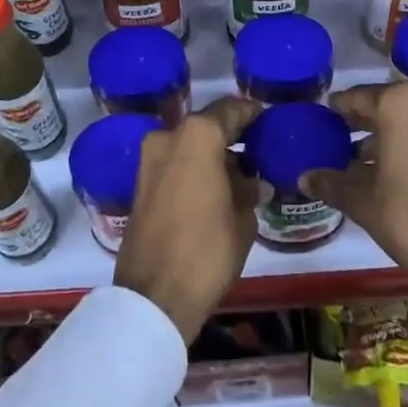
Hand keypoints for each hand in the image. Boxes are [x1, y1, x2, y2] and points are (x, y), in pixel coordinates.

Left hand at [114, 97, 262, 341]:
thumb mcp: (242, 220)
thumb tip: (254, 184)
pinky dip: (194, 169)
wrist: (154, 296)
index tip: (268, 119)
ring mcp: (149, 159)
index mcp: (197, 136)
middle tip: (258, 149)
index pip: (231, 110)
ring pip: (188, 145)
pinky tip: (216, 188)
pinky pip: (174, 164)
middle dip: (231, 136)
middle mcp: (168, 137)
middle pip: (207, 126)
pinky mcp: (139, 184)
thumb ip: (249, 192)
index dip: (252, 113)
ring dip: (211, 155)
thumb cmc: (207, 250)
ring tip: (241, 174)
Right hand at [305, 84, 407, 322]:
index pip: (358, 97)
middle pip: (387, 105)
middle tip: (339, 135)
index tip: (325, 114)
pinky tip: (392, 170)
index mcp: (400, 104)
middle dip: (364, 122)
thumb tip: (304, 178)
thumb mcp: (364, 202)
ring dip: (388, 135)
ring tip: (361, 159)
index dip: (339, 108)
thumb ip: (331, 183)